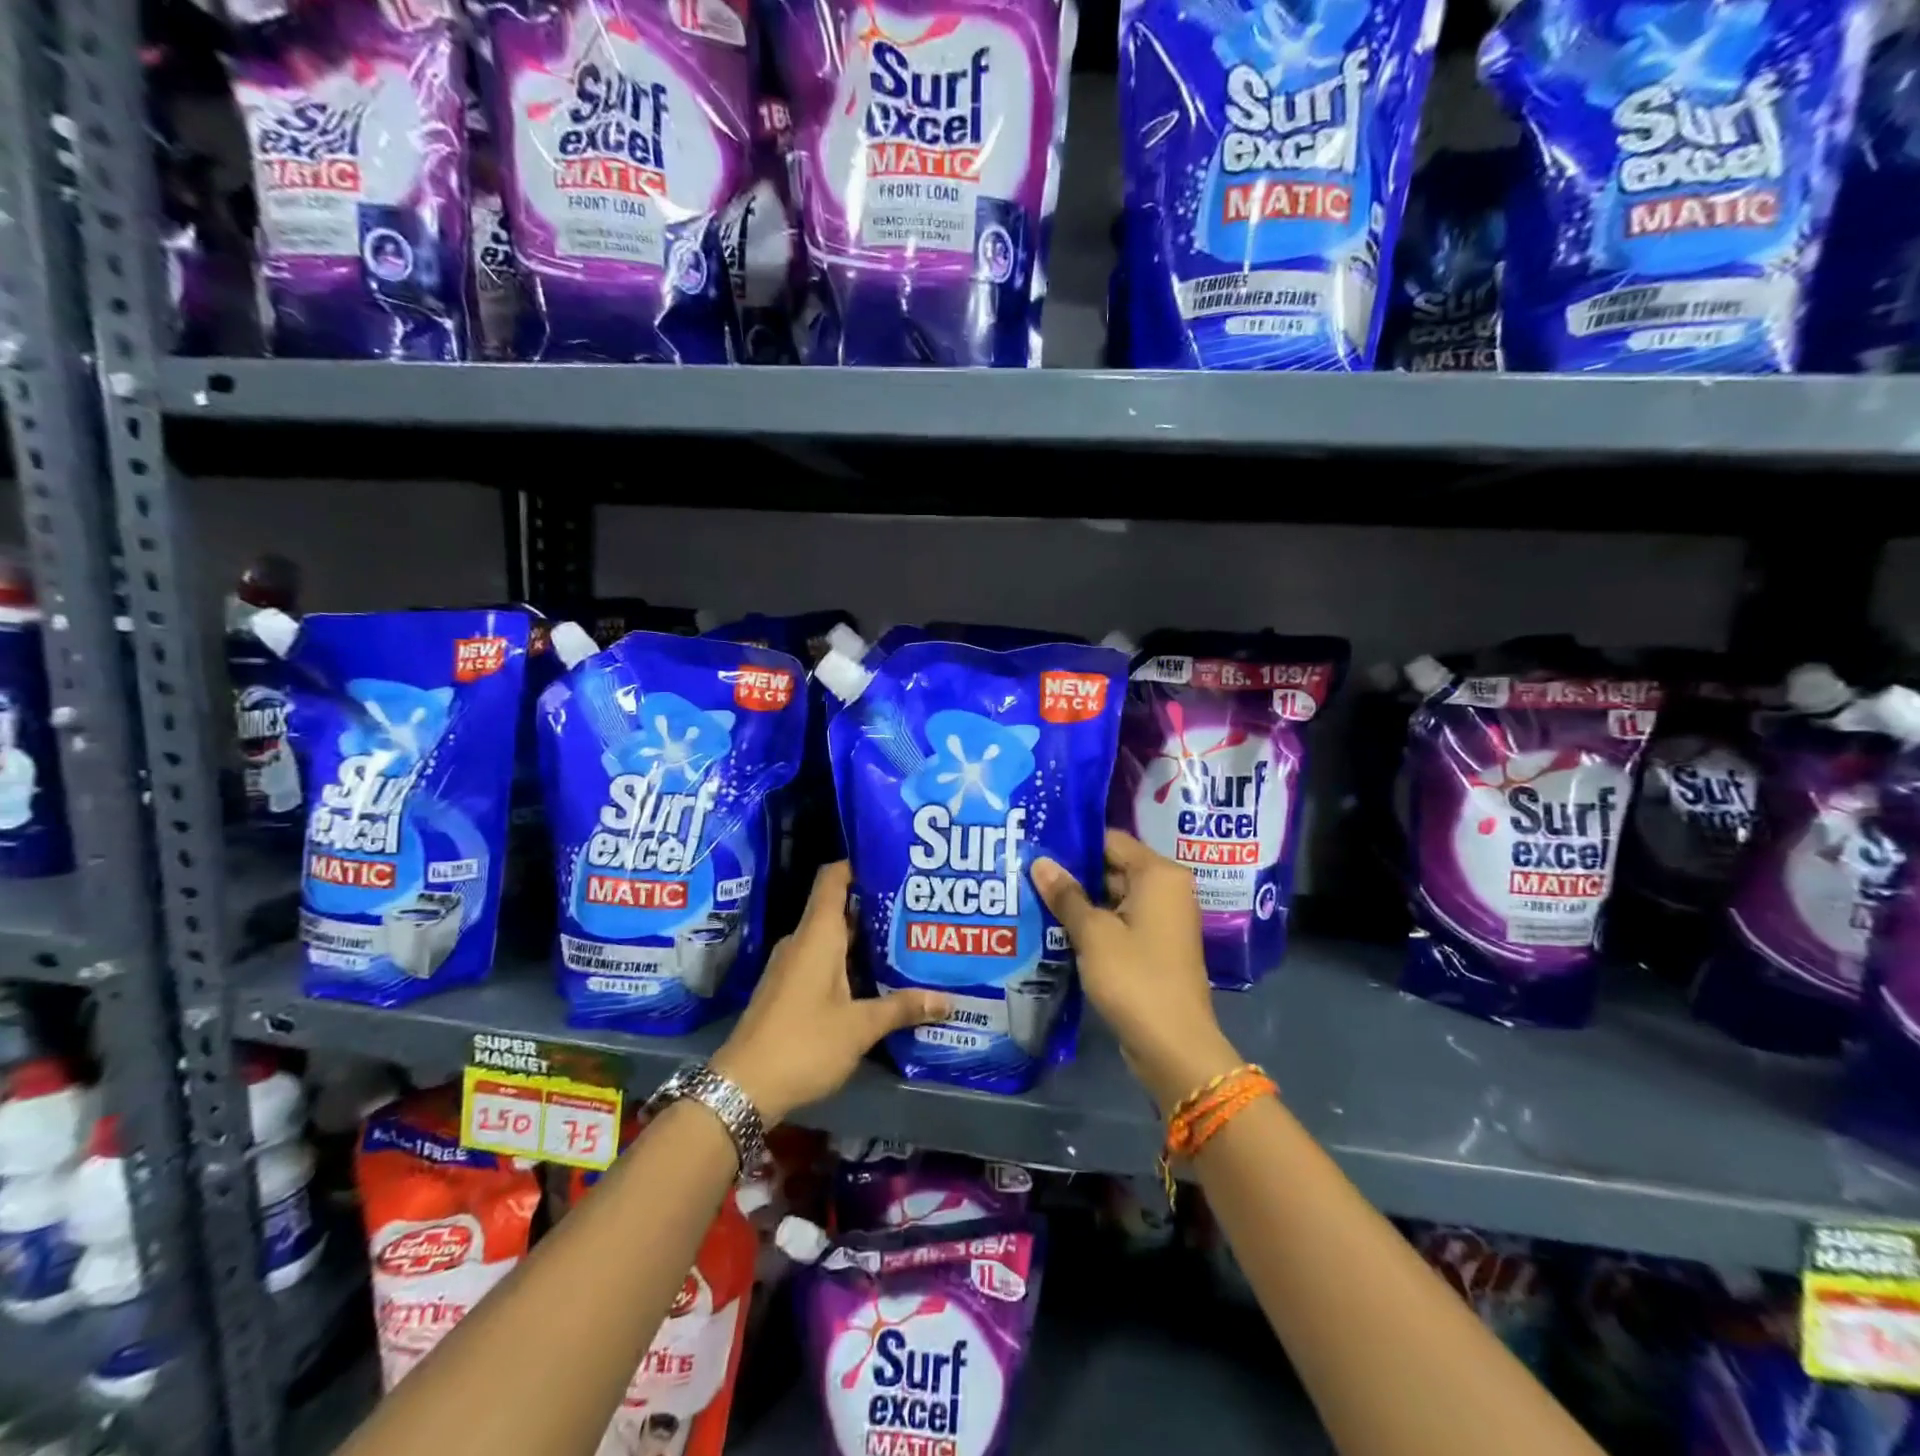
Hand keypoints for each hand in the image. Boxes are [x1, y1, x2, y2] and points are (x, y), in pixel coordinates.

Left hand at [713, 862, 948, 1123]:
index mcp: (817, 934)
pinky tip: (878, 977)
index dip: (860, 863)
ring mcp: (793, 965)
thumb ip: (902, 1008)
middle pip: (840, 906)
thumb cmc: (804, 1043)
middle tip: (917, 907)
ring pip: (833, 937)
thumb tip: (947, 1000)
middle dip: (876, 905)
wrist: (743, 1088)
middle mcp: (803, 941)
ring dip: (865, 938)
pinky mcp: (789, 988)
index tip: (894, 862)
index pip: (834, 877)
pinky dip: (851, 961)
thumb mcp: (859, 1027)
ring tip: (907, 939)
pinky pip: (824, 960)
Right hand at [1032, 830, 1242, 1113]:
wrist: (1173, 1045)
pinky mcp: (1154, 946)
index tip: (1037, 844)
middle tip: (1027, 870)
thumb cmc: (1134, 977)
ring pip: (1113, 896)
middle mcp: (1166, 889)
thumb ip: (1066, 895)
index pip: (1111, 840)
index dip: (1074, 842)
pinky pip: (1119, 921)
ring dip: (1080, 900)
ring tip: (1032, 895)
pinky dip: (1093, 923)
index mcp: (1159, 874)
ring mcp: (1162, 920)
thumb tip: (1040, 861)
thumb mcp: (1093, 933)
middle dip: (1072, 873)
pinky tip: (1056, 926)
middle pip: (1112, 866)